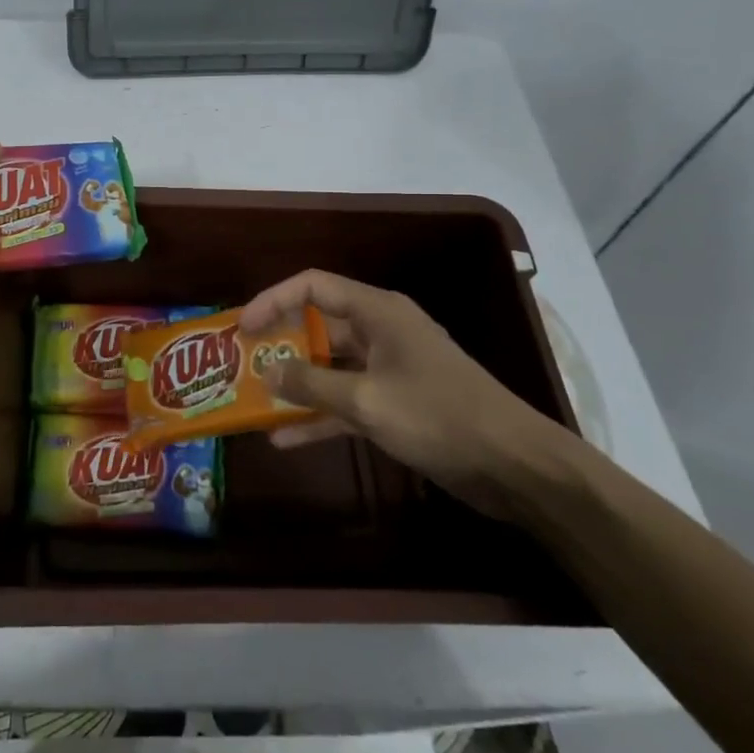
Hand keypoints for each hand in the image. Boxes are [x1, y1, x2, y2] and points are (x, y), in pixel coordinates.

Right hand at [240, 269, 573, 520]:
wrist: (513, 466)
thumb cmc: (438, 417)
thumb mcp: (366, 399)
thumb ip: (311, 382)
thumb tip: (267, 371)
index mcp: (377, 312)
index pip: (313, 287)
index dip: (273, 300)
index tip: (241, 328)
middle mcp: (381, 332)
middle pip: (319, 325)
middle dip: (279, 344)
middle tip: (240, 364)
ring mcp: (389, 369)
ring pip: (330, 367)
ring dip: (295, 383)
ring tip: (253, 400)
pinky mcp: (396, 404)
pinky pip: (347, 401)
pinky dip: (320, 415)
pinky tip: (285, 439)